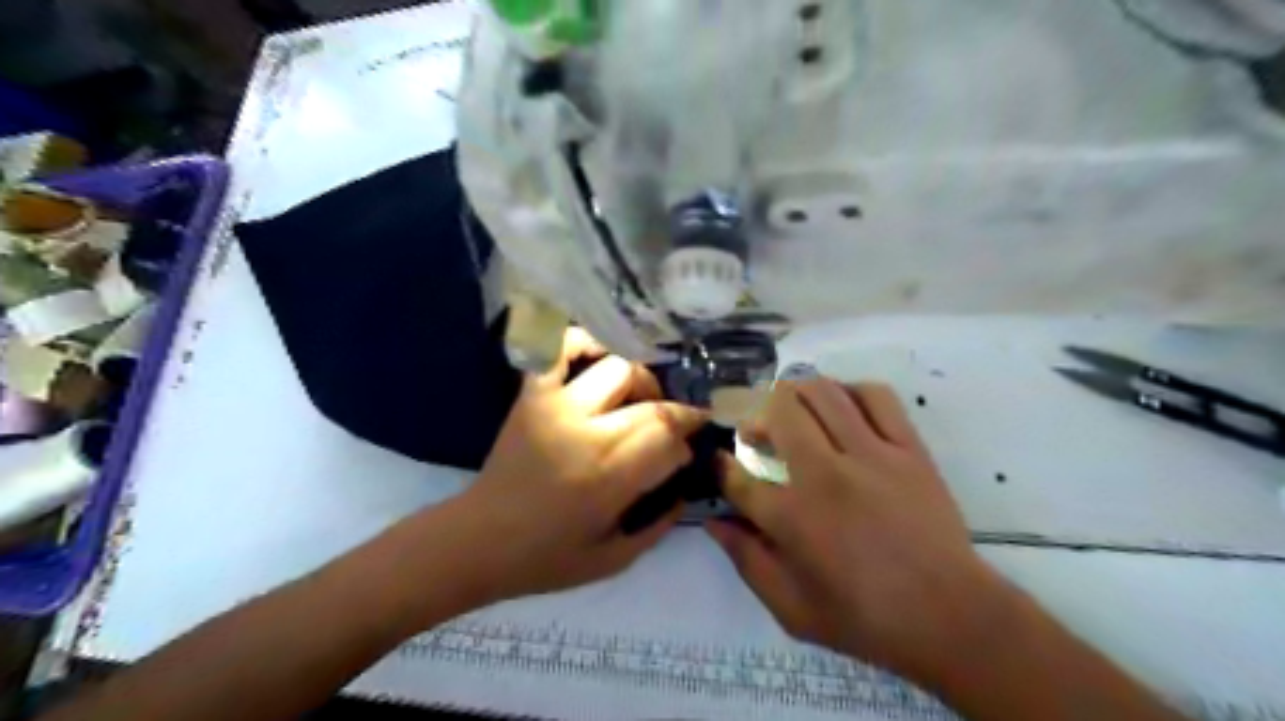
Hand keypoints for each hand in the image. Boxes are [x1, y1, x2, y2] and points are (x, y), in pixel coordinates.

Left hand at [448, 331, 711, 601]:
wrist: (478, 540)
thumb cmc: (547, 557)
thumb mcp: (614, 559)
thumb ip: (659, 525)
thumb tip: (684, 488)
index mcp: (610, 476)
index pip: (670, 437)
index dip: (687, 442)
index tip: (685, 454)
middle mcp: (588, 431)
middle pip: (653, 404)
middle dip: (677, 414)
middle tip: (675, 428)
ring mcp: (556, 404)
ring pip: (620, 367)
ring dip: (642, 380)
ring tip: (640, 398)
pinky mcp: (533, 394)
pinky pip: (561, 348)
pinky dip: (583, 343)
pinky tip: (599, 359)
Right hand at [713, 381, 1014, 679]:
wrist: (951, 617)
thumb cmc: (866, 619)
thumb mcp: (792, 609)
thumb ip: (747, 561)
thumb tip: (714, 523)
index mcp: (793, 518)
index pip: (739, 477)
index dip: (720, 466)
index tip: (719, 462)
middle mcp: (826, 474)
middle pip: (779, 411)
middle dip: (755, 416)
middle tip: (756, 433)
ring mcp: (871, 455)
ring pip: (822, 393)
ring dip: (795, 395)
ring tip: (792, 412)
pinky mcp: (908, 449)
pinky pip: (876, 397)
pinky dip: (850, 391)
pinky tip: (842, 407)